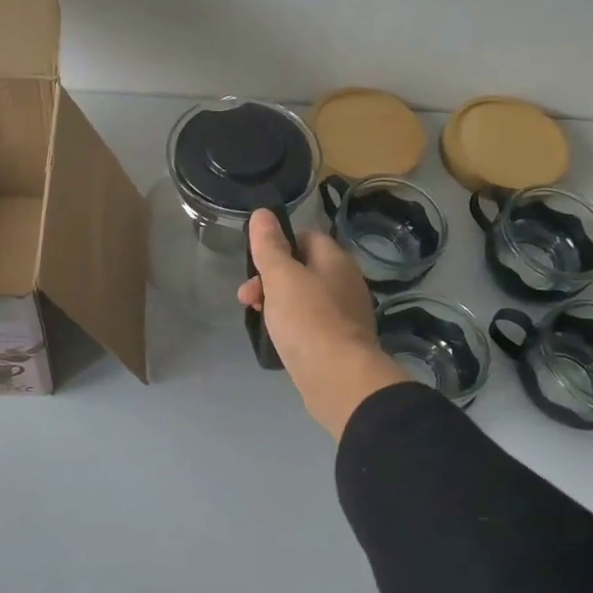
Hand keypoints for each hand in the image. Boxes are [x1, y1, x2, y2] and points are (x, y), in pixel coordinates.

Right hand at [237, 209, 408, 439]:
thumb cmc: (308, 319)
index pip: (306, 237)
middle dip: (269, 280)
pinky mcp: (339, 343)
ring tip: (256, 320)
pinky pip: (310, 325)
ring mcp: (345, 315)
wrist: (339, 379)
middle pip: (302, 269)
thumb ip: (269, 245)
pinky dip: (291, 327)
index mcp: (335, 261)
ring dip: (277, 304)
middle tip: (246, 298)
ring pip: (304, 299)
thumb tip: (263, 213)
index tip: (256, 263)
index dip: (278, 244)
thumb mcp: (281, 277)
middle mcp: (345, 283)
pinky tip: (276, 340)